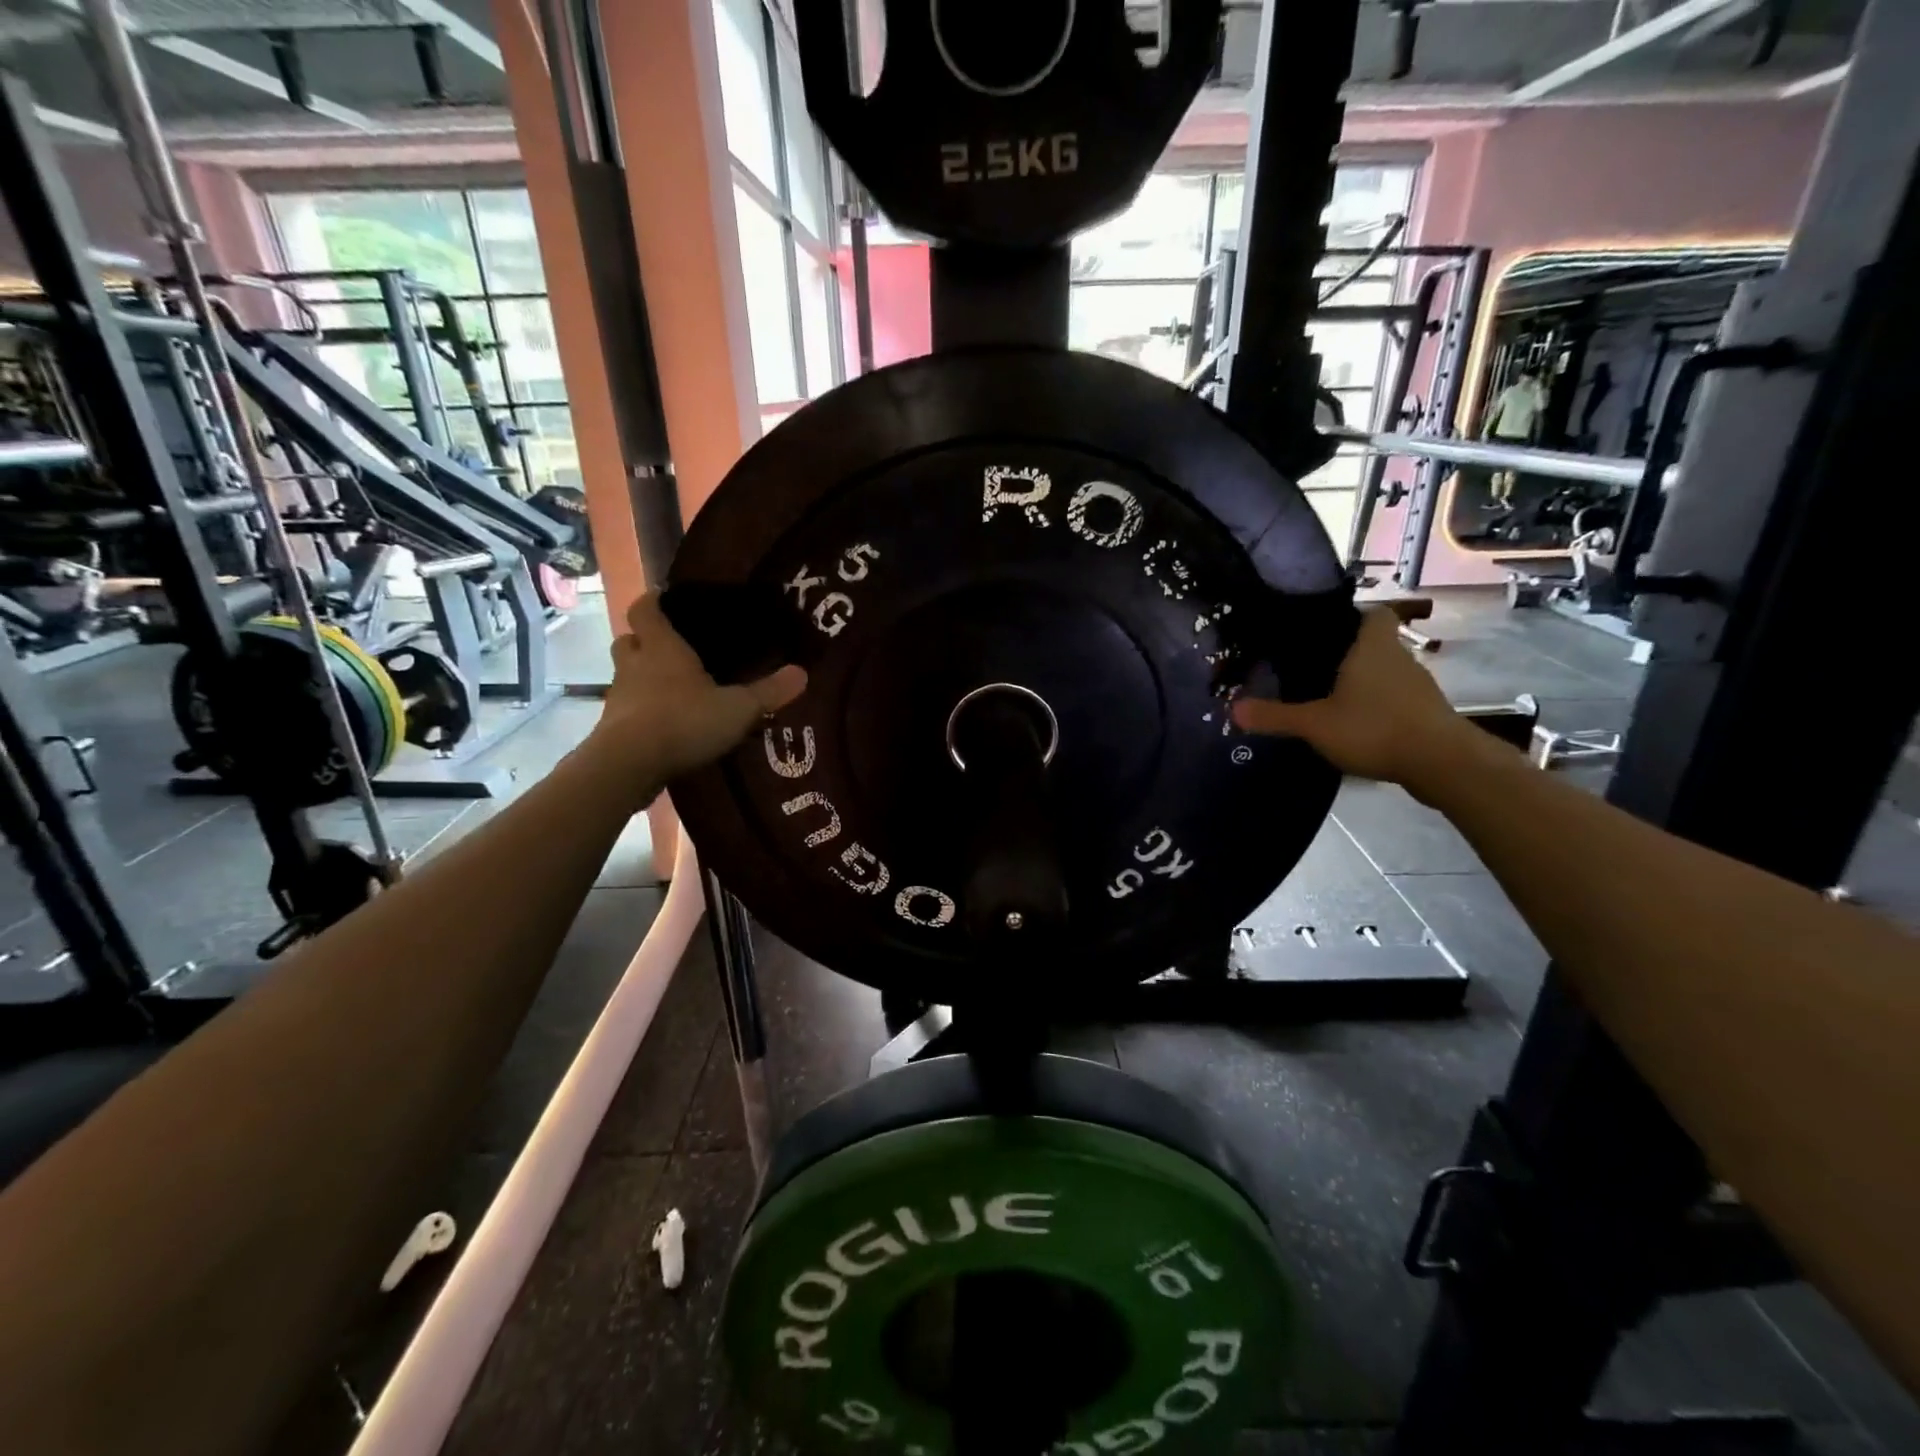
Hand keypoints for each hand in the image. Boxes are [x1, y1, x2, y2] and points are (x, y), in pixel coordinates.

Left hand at [585, 594, 805, 800]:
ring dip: (642, 677)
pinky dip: (641, 711)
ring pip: (625, 676)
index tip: (665, 599)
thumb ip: (769, 692)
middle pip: (629, 640)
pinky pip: (627, 709)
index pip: (646, 609)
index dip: (654, 601)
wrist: (629, 765)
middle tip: (669, 647)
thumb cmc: (684, 721)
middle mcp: (634, 665)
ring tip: (670, 688)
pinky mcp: (612, 728)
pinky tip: (662, 724)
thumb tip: (802, 672)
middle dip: (644, 640)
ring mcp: (619, 697)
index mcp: (662, 647)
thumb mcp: (738, 708)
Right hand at [1230, 607, 1480, 795]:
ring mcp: (1417, 686)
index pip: (1373, 613)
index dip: (1352, 615)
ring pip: (1385, 673)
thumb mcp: (1315, 724)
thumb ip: (1275, 716)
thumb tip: (1232, 709)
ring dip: (1363, 682)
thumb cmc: (1375, 727)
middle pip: (1374, 644)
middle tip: (1311, 666)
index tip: (1325, 628)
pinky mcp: (1425, 713)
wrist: (1442, 763)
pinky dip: (1377, 706)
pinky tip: (1355, 725)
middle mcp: (1399, 658)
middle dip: (1347, 653)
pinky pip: (1394, 699)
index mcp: (1372, 647)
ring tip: (1328, 697)